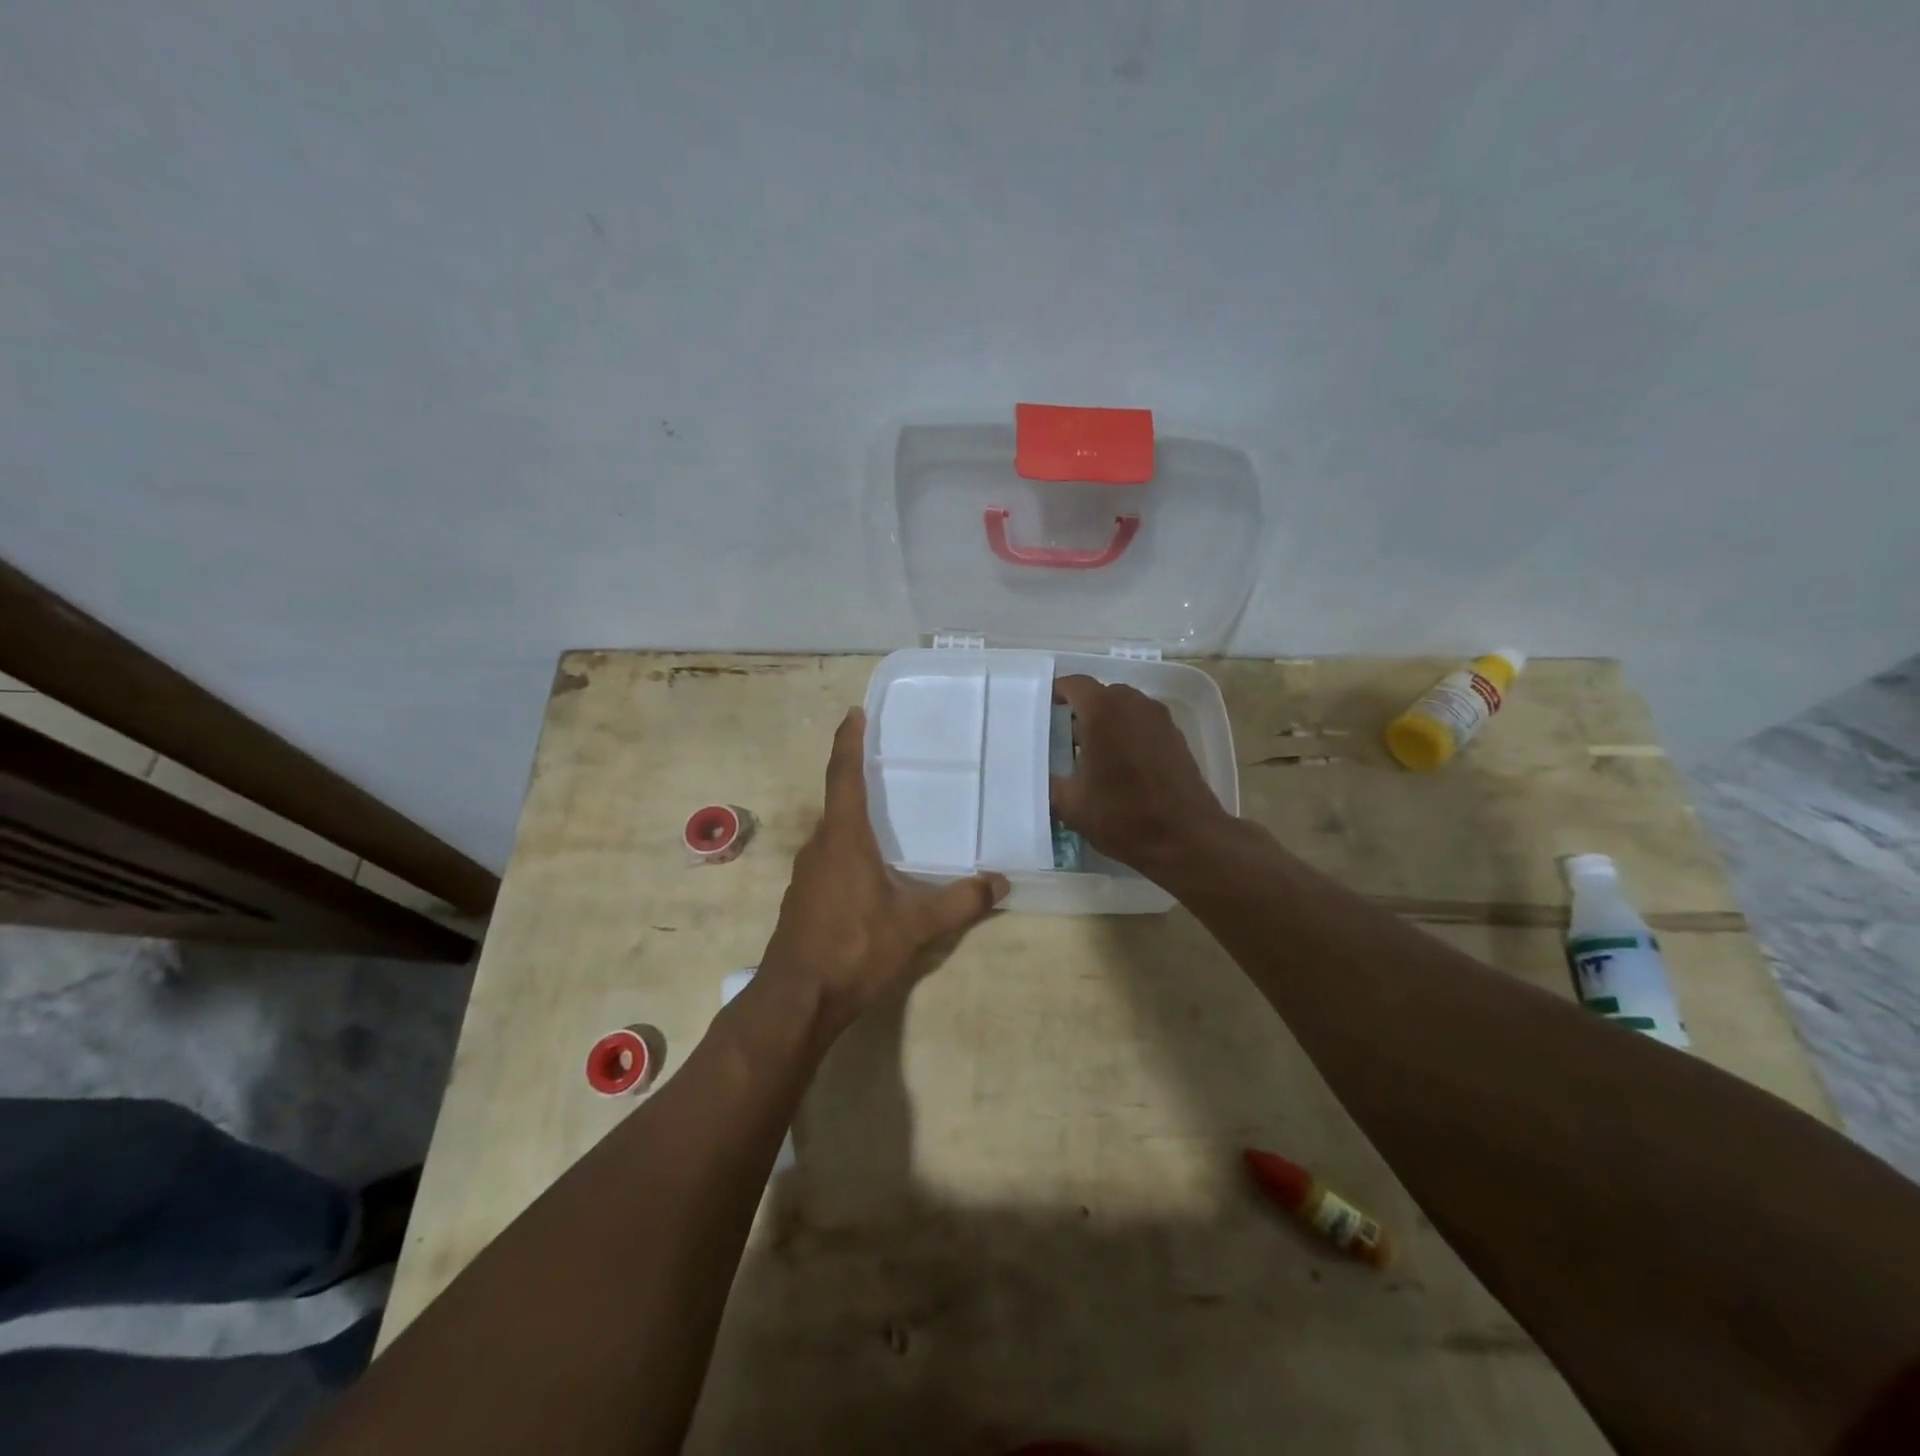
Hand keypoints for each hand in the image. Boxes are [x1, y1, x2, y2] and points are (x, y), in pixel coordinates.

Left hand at [759, 708, 1007, 1038]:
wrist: (797, 999)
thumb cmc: (854, 948)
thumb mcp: (916, 925)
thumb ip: (961, 901)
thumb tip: (1001, 882)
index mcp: (844, 837)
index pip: (844, 775)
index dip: (848, 741)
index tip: (853, 713)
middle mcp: (820, 846)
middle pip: (839, 801)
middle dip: (859, 779)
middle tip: (889, 764)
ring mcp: (807, 874)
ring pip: (834, 833)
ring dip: (856, 818)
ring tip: (888, 816)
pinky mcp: (803, 898)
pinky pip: (830, 858)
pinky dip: (850, 849)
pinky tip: (872, 870)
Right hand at [1049, 675, 1233, 877]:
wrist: (1186, 839)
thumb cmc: (1123, 816)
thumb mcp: (1071, 805)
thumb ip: (1050, 783)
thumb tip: (1040, 775)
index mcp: (1103, 712)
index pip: (1075, 684)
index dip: (1058, 692)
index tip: (1046, 709)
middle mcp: (1133, 704)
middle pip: (1102, 694)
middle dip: (1082, 709)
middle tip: (1065, 736)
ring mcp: (1160, 719)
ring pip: (1126, 708)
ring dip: (1108, 722)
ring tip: (1092, 752)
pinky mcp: (1177, 737)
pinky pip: (1144, 724)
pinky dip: (1129, 734)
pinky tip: (1121, 765)